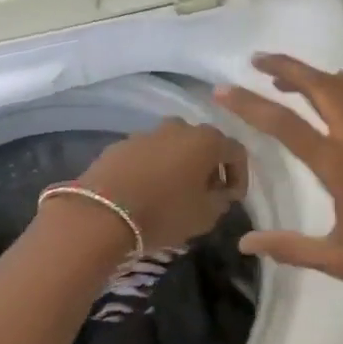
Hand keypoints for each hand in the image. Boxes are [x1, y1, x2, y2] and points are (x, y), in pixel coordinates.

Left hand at [72, 118, 247, 253]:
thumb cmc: (164, 213)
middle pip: (203, 144)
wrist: (102, 213)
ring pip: (174, 146)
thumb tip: (221, 193)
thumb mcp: (206, 215)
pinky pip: (148, 154)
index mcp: (206, 140)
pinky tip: (148, 191)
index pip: (236, 151)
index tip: (234, 199)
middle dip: (209, 167)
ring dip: (180, 165)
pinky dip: (154, 168)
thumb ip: (221, 201)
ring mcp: (147, 133)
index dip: (240, 175)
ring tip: (175, 192)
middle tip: (206, 193)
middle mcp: (179, 127)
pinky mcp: (121, 144)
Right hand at [215, 54, 342, 300]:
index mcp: (341, 166)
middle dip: (285, 69)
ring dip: (319, 74)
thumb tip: (245, 243)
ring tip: (295, 78)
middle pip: (319, 86)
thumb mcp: (340, 260)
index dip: (250, 105)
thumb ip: (290, 247)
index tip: (223, 90)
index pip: (285, 125)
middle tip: (258, 62)